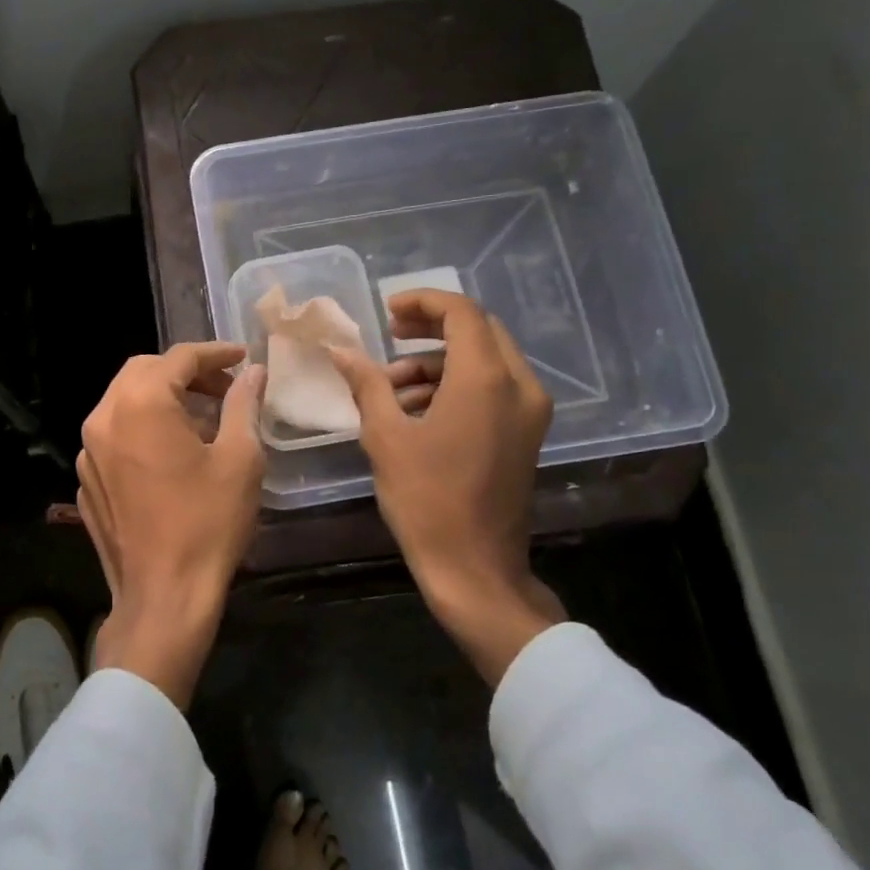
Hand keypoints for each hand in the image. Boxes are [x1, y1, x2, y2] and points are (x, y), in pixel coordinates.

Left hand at [76, 343, 265, 706]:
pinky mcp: (87, 483)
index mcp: (140, 404)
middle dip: (185, 373)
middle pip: (143, 372)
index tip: (242, 358)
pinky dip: (143, 431)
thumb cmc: (208, 524)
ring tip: (204, 421)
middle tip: (224, 388)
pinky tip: (171, 457)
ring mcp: (87, 453)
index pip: (178, 358)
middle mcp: (102, 419)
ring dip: (163, 400)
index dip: (214, 353)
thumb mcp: (241, 459)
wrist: (164, 597)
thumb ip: (243, 405)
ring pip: (124, 403)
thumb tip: (253, 373)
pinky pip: (115, 439)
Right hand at [331, 291, 564, 683]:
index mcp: (486, 379)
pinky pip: (494, 389)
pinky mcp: (526, 434)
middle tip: (390, 338)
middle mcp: (519, 386)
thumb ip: (366, 383)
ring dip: (439, 363)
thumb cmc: (425, 499)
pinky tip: (416, 411)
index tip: (387, 312)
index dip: (423, 302)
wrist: (474, 567)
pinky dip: (457, 386)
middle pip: (479, 332)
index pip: (461, 313)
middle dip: (431, 329)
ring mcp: (529, 412)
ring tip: (391, 388)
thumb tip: (340, 351)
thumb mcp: (385, 436)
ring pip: (486, 361)